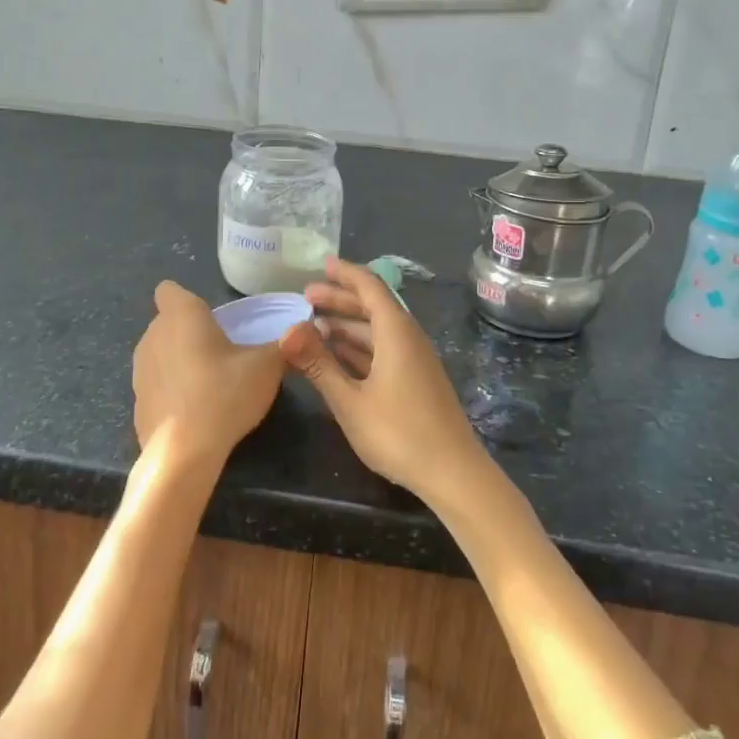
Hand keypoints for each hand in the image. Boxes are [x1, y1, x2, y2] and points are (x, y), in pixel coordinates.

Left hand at [132, 280, 284, 467]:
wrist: (183, 453)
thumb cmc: (224, 393)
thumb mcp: (267, 366)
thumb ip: (283, 345)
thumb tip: (299, 332)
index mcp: (181, 315)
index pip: (169, 290)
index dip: (187, 299)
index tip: (211, 318)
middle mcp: (153, 335)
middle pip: (168, 322)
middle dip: (190, 331)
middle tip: (222, 352)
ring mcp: (140, 370)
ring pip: (160, 352)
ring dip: (179, 360)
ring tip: (210, 383)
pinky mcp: (137, 402)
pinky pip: (157, 385)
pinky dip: (172, 392)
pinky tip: (194, 412)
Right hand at [279, 258, 482, 501]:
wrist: (453, 473)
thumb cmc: (399, 433)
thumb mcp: (350, 401)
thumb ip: (317, 364)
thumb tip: (286, 330)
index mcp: (396, 333)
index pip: (370, 287)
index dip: (345, 274)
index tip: (322, 265)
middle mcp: (408, 338)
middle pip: (373, 307)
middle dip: (340, 299)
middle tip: (306, 297)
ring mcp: (415, 361)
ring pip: (378, 331)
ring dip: (348, 326)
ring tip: (315, 328)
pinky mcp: (416, 381)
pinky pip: (384, 350)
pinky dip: (359, 347)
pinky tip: (338, 358)